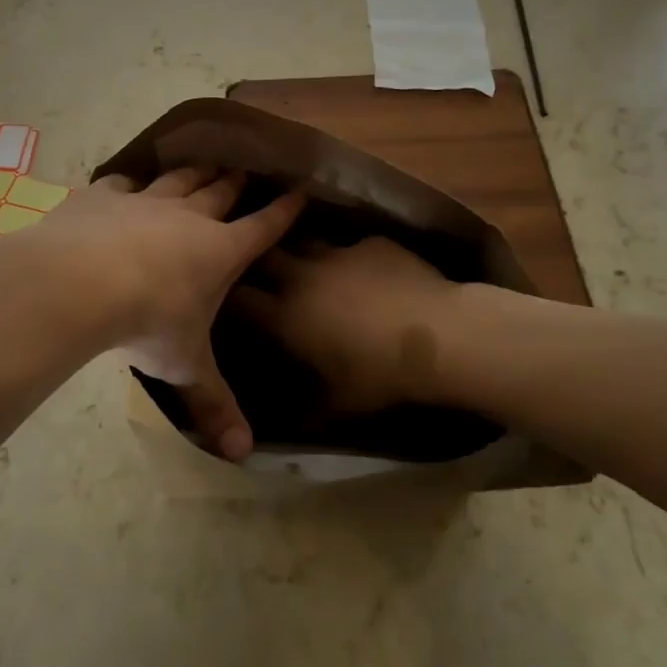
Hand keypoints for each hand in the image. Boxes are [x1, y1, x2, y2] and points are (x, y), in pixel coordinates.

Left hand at [7, 168, 303, 459]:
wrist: (80, 281)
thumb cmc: (148, 322)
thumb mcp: (185, 367)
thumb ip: (213, 404)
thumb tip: (242, 453)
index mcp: (220, 251)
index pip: (264, 226)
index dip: (284, 210)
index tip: (300, 191)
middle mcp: (189, 217)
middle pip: (222, 191)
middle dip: (238, 181)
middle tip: (248, 170)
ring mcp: (146, 200)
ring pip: (179, 179)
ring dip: (194, 172)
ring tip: (204, 164)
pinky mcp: (104, 196)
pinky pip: (122, 183)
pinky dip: (130, 184)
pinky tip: (127, 185)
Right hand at [232, 236, 460, 413]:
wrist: (439, 336)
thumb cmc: (381, 375)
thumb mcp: (340, 404)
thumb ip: (310, 409)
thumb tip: (294, 424)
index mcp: (286, 316)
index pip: (240, 297)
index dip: (229, 295)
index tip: (227, 296)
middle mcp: (303, 277)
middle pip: (264, 255)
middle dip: (257, 259)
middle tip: (261, 270)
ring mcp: (338, 254)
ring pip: (305, 242)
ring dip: (302, 254)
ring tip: (311, 266)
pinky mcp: (371, 243)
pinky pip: (351, 246)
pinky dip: (351, 257)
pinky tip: (367, 270)